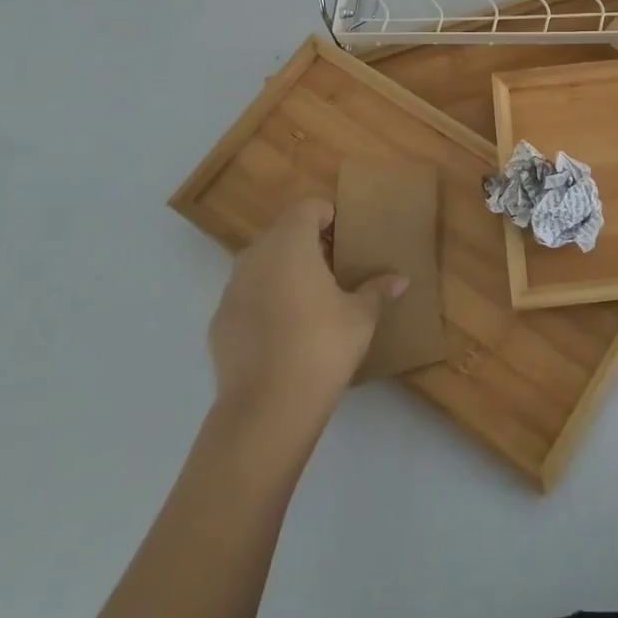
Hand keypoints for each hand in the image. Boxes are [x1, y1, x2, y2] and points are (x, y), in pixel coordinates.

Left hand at [207, 199, 405, 418]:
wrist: (266, 409)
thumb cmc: (321, 346)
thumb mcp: (361, 317)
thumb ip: (377, 291)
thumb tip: (400, 280)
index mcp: (290, 244)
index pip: (306, 207)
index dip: (327, 215)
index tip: (346, 237)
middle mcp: (255, 257)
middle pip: (281, 233)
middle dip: (307, 244)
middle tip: (335, 269)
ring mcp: (231, 290)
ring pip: (261, 265)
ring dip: (284, 272)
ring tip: (310, 300)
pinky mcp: (218, 323)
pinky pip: (247, 297)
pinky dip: (265, 302)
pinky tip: (284, 333)